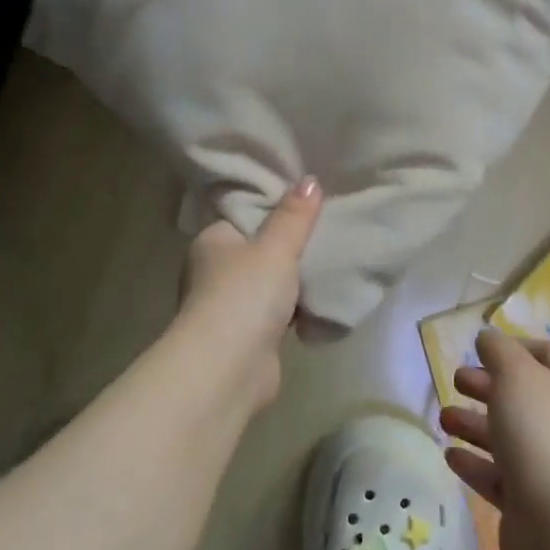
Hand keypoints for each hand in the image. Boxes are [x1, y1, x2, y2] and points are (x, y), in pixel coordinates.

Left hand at [175, 177, 322, 404]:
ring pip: (272, 281)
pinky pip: (280, 311)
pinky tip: (326, 297)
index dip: (277, 206)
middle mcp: (215, 270)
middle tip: (331, 227)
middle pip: (261, 248)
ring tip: (336, 258)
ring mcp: (231, 305)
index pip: (246, 214)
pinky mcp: (249, 335)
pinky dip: (299, 308)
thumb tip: (309, 180)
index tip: (311, 198)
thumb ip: (294, 215)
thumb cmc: (245, 295)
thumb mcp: (276, 247)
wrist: (228, 369)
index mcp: (213, 240)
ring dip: (297, 279)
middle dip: (292, 245)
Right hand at [440, 330, 549, 549]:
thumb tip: (488, 337)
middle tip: (455, 379)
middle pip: (523, 395)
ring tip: (443, 417)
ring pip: (508, 435)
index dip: (516, 347)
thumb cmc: (541, 431)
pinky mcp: (531, 501)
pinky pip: (499, 475)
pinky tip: (450, 455)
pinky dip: (475, 463)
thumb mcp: (516, 373)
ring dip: (474, 423)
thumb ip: (498, 349)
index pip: (548, 354)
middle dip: (487, 385)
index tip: (482, 348)